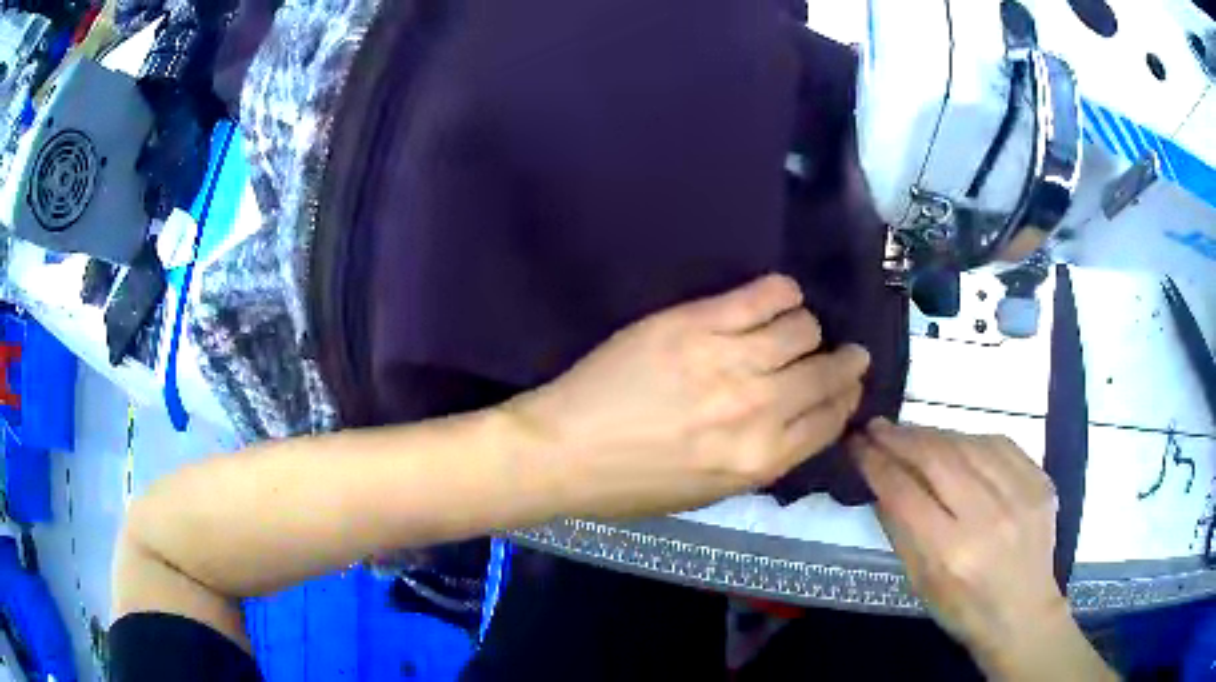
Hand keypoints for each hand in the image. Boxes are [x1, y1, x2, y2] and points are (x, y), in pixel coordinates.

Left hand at [510, 274, 869, 518]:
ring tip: (796, 328)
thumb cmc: (633, 485)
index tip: (847, 385)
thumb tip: (797, 418)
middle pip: (826, 372)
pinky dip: (782, 292)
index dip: (845, 398)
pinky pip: (763, 296)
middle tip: (844, 352)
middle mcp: (759, 410)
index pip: (831, 419)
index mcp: (763, 460)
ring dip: (807, 328)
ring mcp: (729, 362)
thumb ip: (762, 456)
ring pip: (802, 329)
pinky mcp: (697, 324)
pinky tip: (781, 296)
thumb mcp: (710, 492)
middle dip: (844, 362)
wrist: (565, 452)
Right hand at [851, 422, 1111, 679]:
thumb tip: (881, 483)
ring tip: (913, 433)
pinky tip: (957, 443)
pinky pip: (1000, 444)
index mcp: (951, 552)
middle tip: (878, 427)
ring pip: (968, 444)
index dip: (877, 463)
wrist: (1023, 612)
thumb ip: (901, 531)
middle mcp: (987, 517)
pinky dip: (972, 439)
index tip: (857, 445)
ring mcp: (1019, 494)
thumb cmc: (964, 609)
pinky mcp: (1040, 481)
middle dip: (902, 437)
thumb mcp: (921, 584)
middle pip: (938, 459)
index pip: (905, 493)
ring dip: (934, 434)